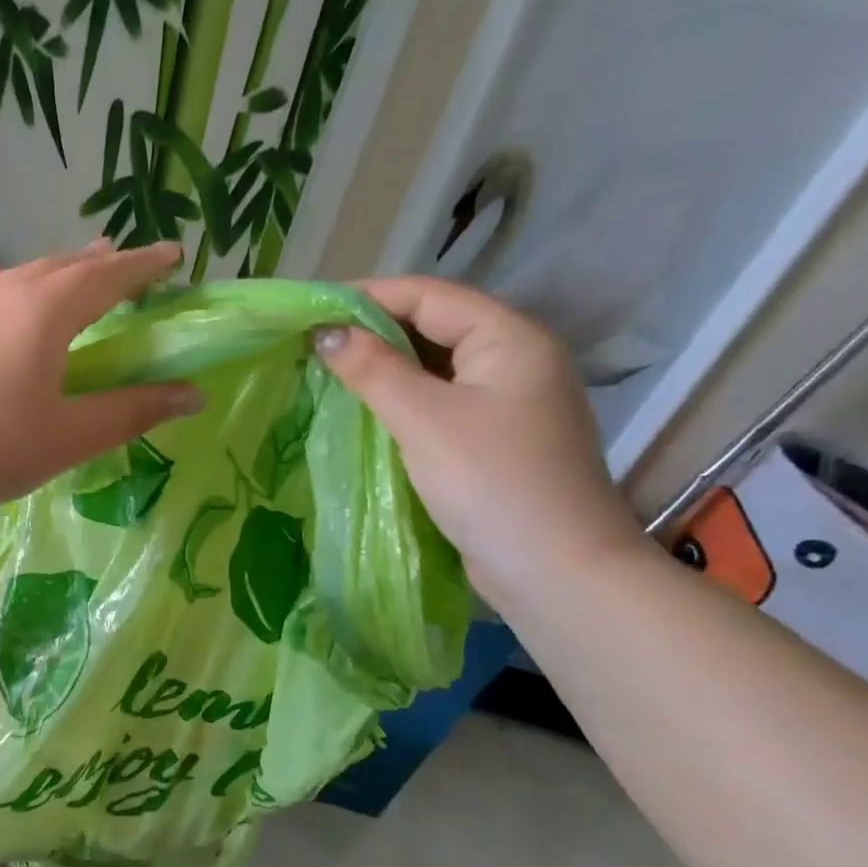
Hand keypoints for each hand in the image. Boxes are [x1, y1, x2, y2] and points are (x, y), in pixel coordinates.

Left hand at [0, 239, 203, 519]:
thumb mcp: (71, 436)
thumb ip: (133, 411)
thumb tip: (193, 394)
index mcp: (47, 313)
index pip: (107, 277)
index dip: (143, 265)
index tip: (172, 254)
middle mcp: (7, 294)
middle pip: (65, 266)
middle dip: (102, 263)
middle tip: (130, 263)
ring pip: (23, 273)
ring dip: (57, 268)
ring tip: (78, 266)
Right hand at [313, 276, 649, 607]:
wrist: (556, 571)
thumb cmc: (492, 482)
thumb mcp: (424, 419)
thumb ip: (373, 369)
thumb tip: (325, 333)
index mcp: (510, 338)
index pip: (429, 296)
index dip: (368, 296)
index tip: (311, 310)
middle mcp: (515, 360)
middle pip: (434, 327)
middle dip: (373, 332)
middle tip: (313, 345)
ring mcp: (508, 403)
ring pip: (435, 368)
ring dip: (384, 368)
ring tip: (328, 373)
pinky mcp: (495, 440)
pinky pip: (439, 402)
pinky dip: (400, 400)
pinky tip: (364, 411)